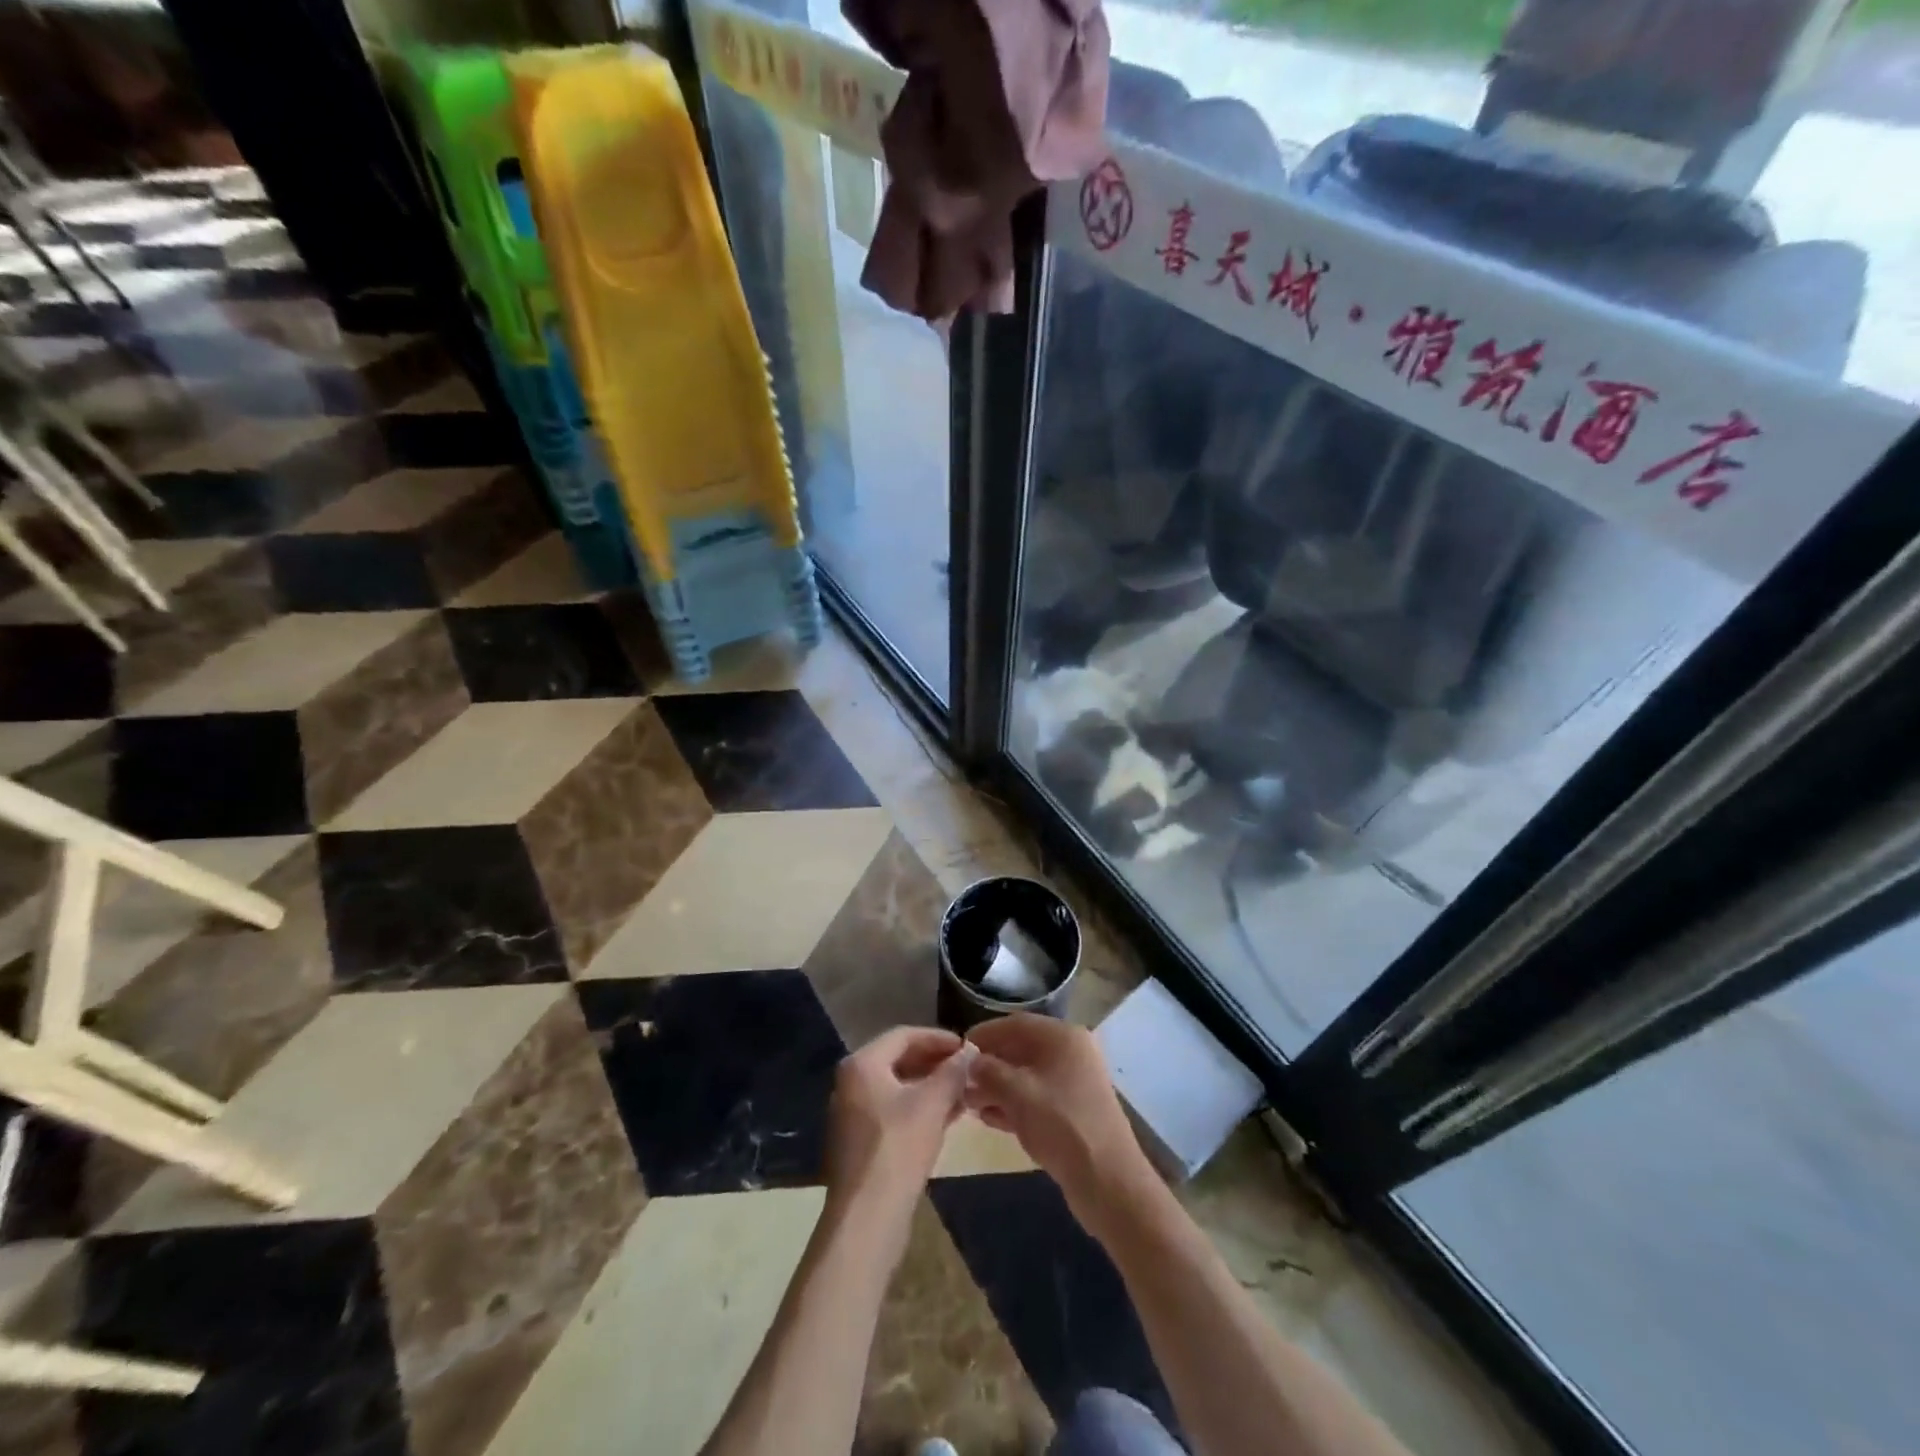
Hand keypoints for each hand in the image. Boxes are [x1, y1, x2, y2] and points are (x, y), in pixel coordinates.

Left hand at [823, 1026, 971, 1231]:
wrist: (867, 1216)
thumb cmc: (898, 1147)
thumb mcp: (932, 1103)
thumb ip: (952, 1072)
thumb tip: (969, 1053)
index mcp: (862, 1064)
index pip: (904, 1036)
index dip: (938, 1038)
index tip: (966, 1046)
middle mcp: (850, 1083)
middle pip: (898, 1060)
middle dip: (935, 1062)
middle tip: (966, 1068)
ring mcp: (852, 1113)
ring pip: (897, 1087)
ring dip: (930, 1086)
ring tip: (963, 1091)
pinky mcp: (859, 1141)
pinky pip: (893, 1111)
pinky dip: (919, 1108)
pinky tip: (947, 1117)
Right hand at [963, 1015, 1156, 1241]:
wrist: (1108, 1180)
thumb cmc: (1061, 1124)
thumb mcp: (1018, 1093)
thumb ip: (990, 1071)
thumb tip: (972, 1062)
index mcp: (1063, 1037)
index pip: (1016, 1024)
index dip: (986, 1034)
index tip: (959, 1048)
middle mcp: (1070, 1053)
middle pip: (1021, 1049)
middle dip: (990, 1064)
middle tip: (961, 1080)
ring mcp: (1073, 1083)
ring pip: (1027, 1076)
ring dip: (997, 1086)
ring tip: (969, 1102)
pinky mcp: (1071, 1110)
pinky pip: (1036, 1097)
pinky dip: (1012, 1104)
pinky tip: (988, 1117)